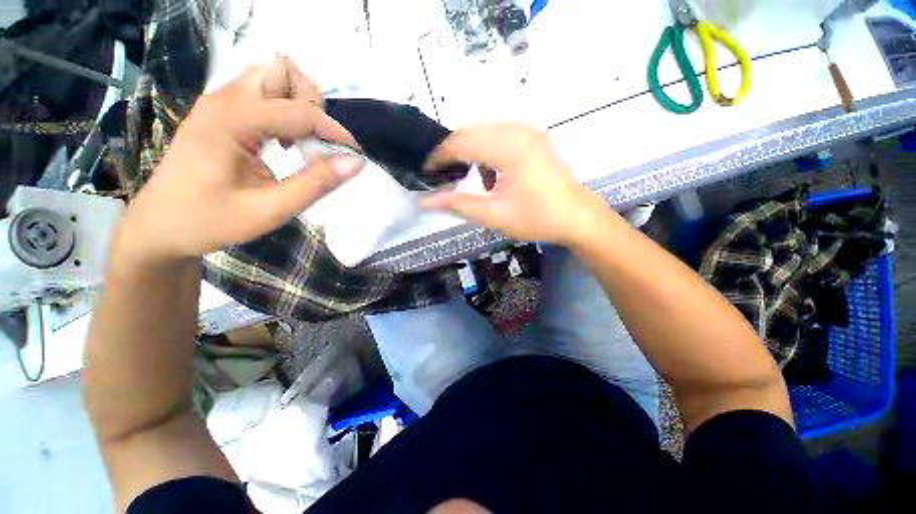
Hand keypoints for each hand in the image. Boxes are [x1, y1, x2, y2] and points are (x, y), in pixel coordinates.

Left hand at [117, 55, 363, 262]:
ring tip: (301, 143)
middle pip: (282, 71)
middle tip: (316, 142)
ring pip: (273, 77)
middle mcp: (225, 101)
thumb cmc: (210, 221)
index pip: (299, 110)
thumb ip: (315, 183)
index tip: (353, 156)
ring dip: (298, 105)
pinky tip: (284, 143)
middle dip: (310, 103)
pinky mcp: (222, 113)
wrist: (161, 225)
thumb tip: (355, 162)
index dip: (334, 131)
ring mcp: (221, 104)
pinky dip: (285, 112)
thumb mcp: (270, 210)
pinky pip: (264, 95)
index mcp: (231, 121)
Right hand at [420, 123, 609, 245]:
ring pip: (485, 130)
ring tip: (464, 176)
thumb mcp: (494, 215)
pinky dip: (487, 151)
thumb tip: (425, 201)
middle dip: (452, 151)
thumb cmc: (537, 218)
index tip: (426, 173)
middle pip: (472, 131)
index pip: (461, 142)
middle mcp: (518, 131)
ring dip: (470, 150)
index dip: (439, 157)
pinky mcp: (533, 139)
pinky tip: (490, 174)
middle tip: (441, 174)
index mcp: (509, 148)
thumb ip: (457, 204)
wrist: (577, 218)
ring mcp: (528, 132)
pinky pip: (500, 135)